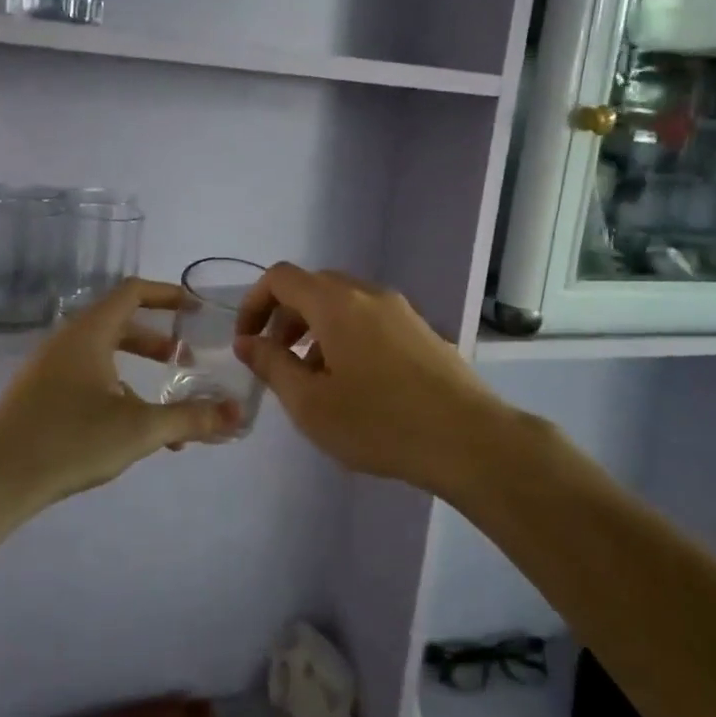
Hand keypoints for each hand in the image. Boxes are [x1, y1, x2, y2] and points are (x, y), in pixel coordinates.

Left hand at [0, 279, 240, 518]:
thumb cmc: (69, 441)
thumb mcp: (139, 429)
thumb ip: (191, 418)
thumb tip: (238, 414)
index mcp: (89, 333)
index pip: (133, 292)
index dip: (168, 294)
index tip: (196, 308)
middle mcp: (67, 342)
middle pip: (120, 324)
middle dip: (157, 340)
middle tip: (186, 358)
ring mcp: (48, 369)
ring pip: (104, 356)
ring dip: (138, 372)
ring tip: (166, 405)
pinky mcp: (38, 397)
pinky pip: (87, 379)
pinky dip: (116, 392)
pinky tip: (130, 431)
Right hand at [233, 263, 518, 493]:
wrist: (467, 438)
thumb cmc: (378, 422)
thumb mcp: (310, 403)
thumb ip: (272, 365)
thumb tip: (248, 342)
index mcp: (336, 303)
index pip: (281, 277)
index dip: (254, 303)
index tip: (248, 342)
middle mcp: (368, 294)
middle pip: (313, 288)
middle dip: (285, 319)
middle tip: (277, 362)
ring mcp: (400, 310)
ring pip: (344, 305)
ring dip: (316, 330)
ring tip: (314, 379)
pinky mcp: (422, 331)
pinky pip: (371, 320)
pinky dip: (346, 337)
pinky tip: (354, 384)